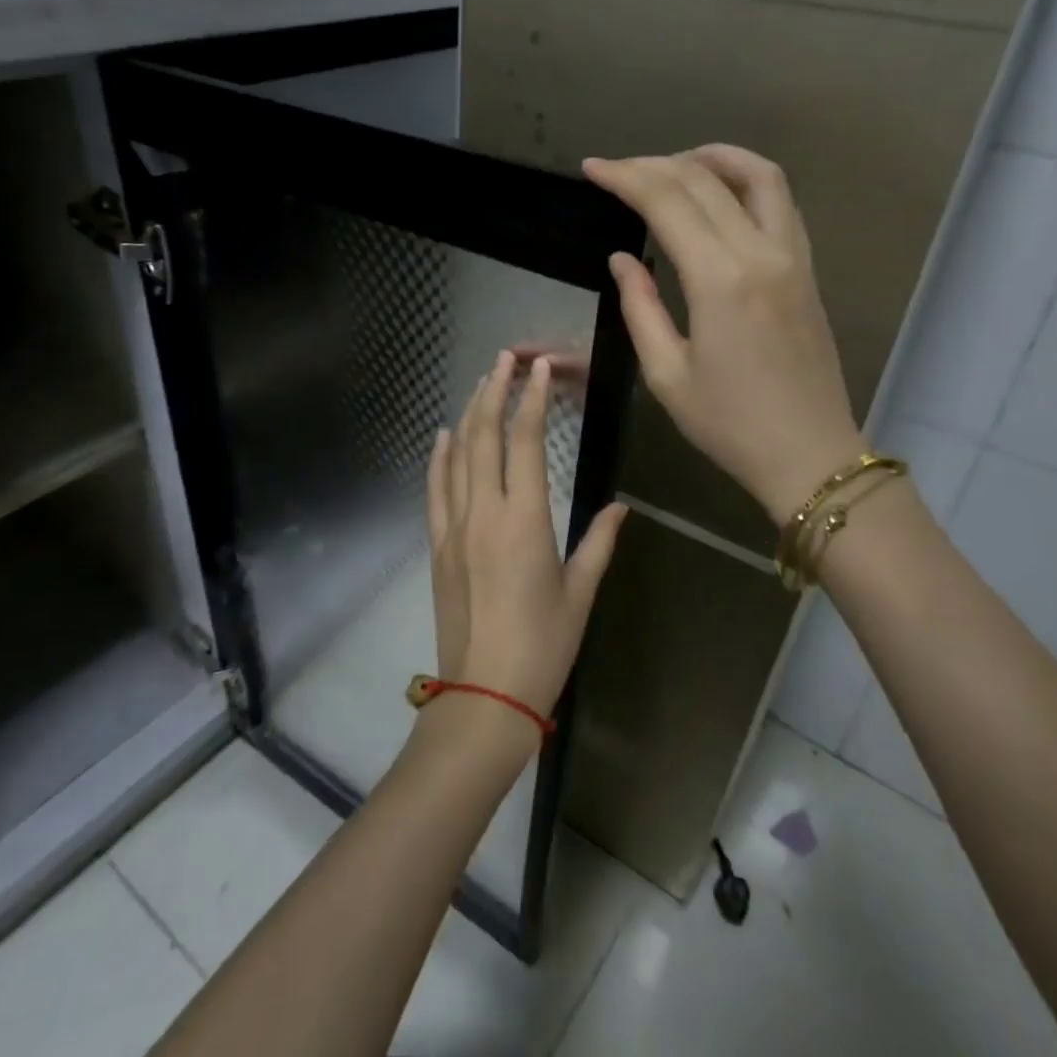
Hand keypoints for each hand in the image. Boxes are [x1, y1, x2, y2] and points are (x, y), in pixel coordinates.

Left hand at [426, 350, 627, 727]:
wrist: (484, 697)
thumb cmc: (543, 646)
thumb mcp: (580, 593)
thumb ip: (599, 543)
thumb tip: (620, 507)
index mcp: (525, 521)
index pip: (525, 443)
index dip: (530, 400)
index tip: (536, 369)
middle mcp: (484, 513)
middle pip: (484, 437)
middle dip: (494, 391)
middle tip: (503, 359)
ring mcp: (454, 528)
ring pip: (457, 457)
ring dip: (468, 415)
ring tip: (479, 384)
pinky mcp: (437, 546)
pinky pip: (436, 489)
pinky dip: (439, 458)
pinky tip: (443, 436)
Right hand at [583, 146, 862, 523]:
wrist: (809, 454)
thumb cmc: (729, 425)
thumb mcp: (666, 374)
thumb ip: (640, 308)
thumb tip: (622, 259)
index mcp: (720, 281)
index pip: (668, 202)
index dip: (625, 178)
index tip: (592, 169)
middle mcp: (761, 253)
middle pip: (705, 180)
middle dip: (654, 165)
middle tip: (617, 169)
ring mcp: (792, 256)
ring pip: (757, 175)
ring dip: (711, 157)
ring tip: (672, 164)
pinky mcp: (806, 268)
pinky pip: (780, 201)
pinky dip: (746, 179)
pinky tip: (720, 192)